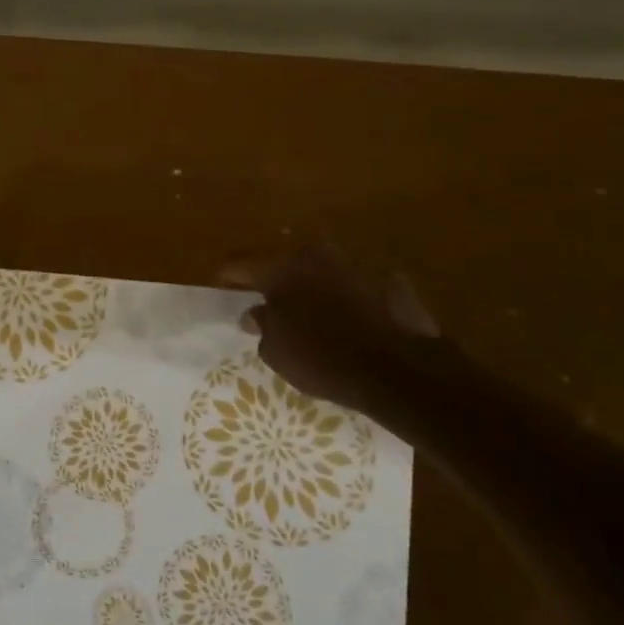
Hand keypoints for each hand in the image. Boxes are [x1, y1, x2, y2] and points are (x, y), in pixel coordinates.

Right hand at [221, 241, 443, 418]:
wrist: (400, 370)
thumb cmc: (324, 360)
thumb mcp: (277, 353)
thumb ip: (262, 326)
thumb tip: (256, 313)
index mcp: (281, 268)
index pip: (240, 264)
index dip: (228, 277)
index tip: (224, 289)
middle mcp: (316, 254)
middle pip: (284, 260)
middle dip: (276, 277)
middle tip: (271, 300)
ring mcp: (356, 262)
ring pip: (323, 267)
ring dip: (314, 284)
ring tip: (312, 309)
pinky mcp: (390, 278)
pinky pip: (357, 282)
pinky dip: (348, 295)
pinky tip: (350, 318)